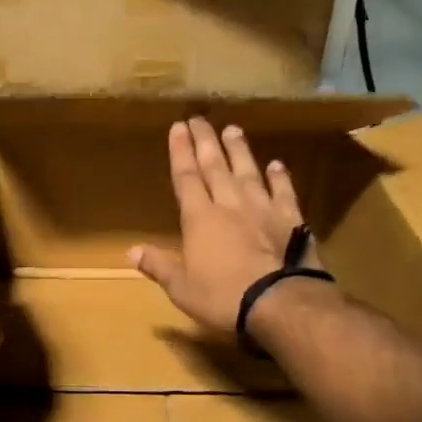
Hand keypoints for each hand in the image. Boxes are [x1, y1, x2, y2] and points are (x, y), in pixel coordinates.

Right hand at [130, 117, 328, 335]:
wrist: (281, 303)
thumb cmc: (224, 298)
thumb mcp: (182, 289)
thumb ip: (159, 266)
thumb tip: (131, 250)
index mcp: (200, 219)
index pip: (186, 177)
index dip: (180, 152)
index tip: (178, 128)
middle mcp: (230, 205)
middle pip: (215, 166)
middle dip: (205, 141)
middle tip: (199, 118)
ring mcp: (263, 209)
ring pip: (248, 172)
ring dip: (239, 150)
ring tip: (233, 129)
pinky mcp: (291, 220)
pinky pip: (284, 192)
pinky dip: (280, 177)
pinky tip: (277, 164)